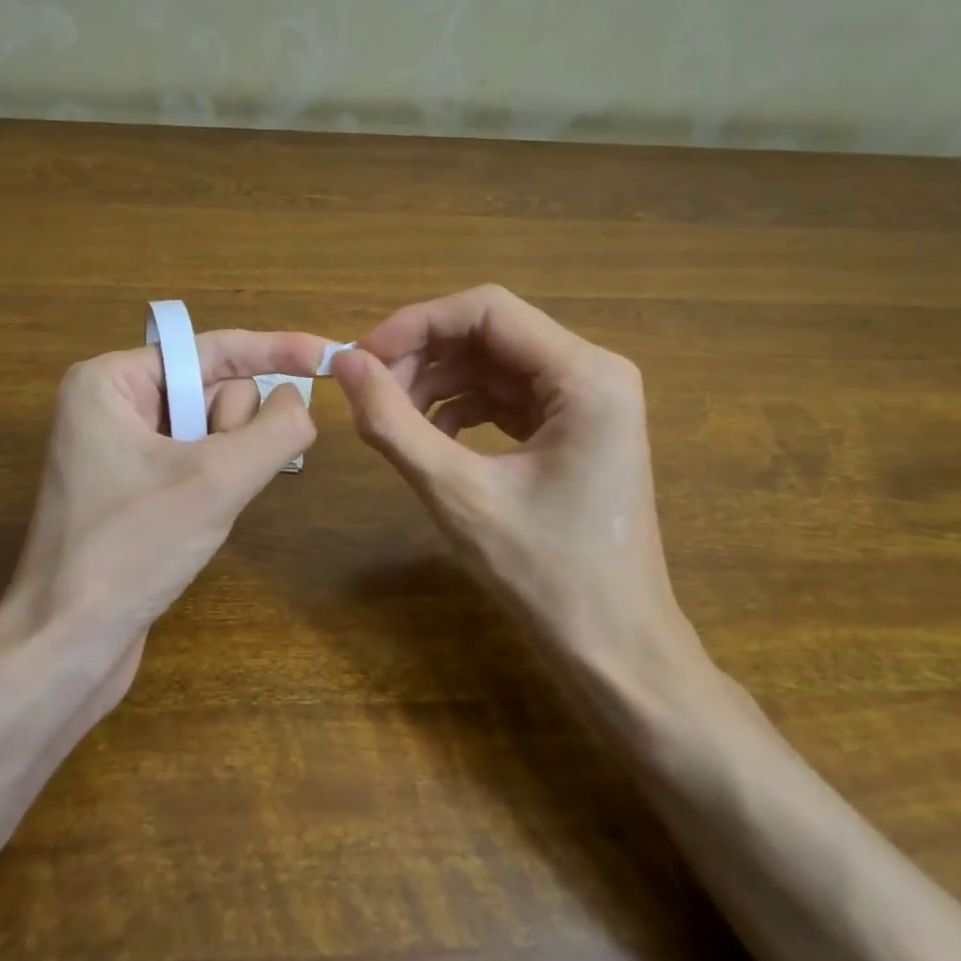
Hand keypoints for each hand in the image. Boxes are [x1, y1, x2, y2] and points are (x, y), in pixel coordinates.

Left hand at [0, 328, 330, 698]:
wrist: (66, 644)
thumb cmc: (131, 550)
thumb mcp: (216, 481)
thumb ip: (275, 430)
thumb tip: (300, 402)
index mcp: (111, 380)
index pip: (213, 349)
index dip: (277, 349)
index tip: (332, 355)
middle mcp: (112, 403)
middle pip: (213, 390)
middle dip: (230, 432)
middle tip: (208, 480)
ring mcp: (120, 447)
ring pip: (212, 429)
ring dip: (225, 465)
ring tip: (195, 508)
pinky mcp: (133, 486)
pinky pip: (198, 460)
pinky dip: (214, 483)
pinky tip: (192, 520)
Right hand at [333, 285, 709, 687]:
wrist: (615, 650)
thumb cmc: (545, 575)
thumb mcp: (458, 494)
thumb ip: (394, 422)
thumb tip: (344, 363)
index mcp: (586, 375)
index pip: (486, 310)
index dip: (415, 324)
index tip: (361, 359)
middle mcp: (596, 373)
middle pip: (491, 334)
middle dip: (423, 356)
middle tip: (369, 394)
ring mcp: (590, 402)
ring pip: (495, 365)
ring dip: (438, 383)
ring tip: (391, 419)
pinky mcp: (576, 430)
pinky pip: (508, 398)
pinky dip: (463, 409)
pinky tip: (432, 439)